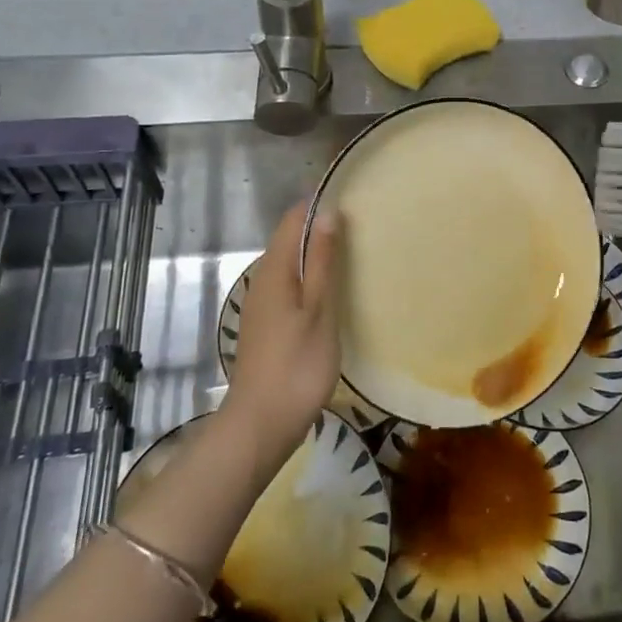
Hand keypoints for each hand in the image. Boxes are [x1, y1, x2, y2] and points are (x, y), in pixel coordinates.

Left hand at [221, 200, 341, 473]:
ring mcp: (261, 304)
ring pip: (290, 264)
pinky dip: (310, 278)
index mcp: (275, 271)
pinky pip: (288, 285)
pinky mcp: (265, 325)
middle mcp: (262, 280)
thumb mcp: (318, 310)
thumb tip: (327, 212)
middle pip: (289, 239)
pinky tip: (331, 291)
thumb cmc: (296, 365)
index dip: (318, 203)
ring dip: (316, 254)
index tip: (351, 196)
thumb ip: (322, 261)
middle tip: (361, 224)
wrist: (260, 424)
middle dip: (320, 227)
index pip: (293, 219)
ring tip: (353, 252)